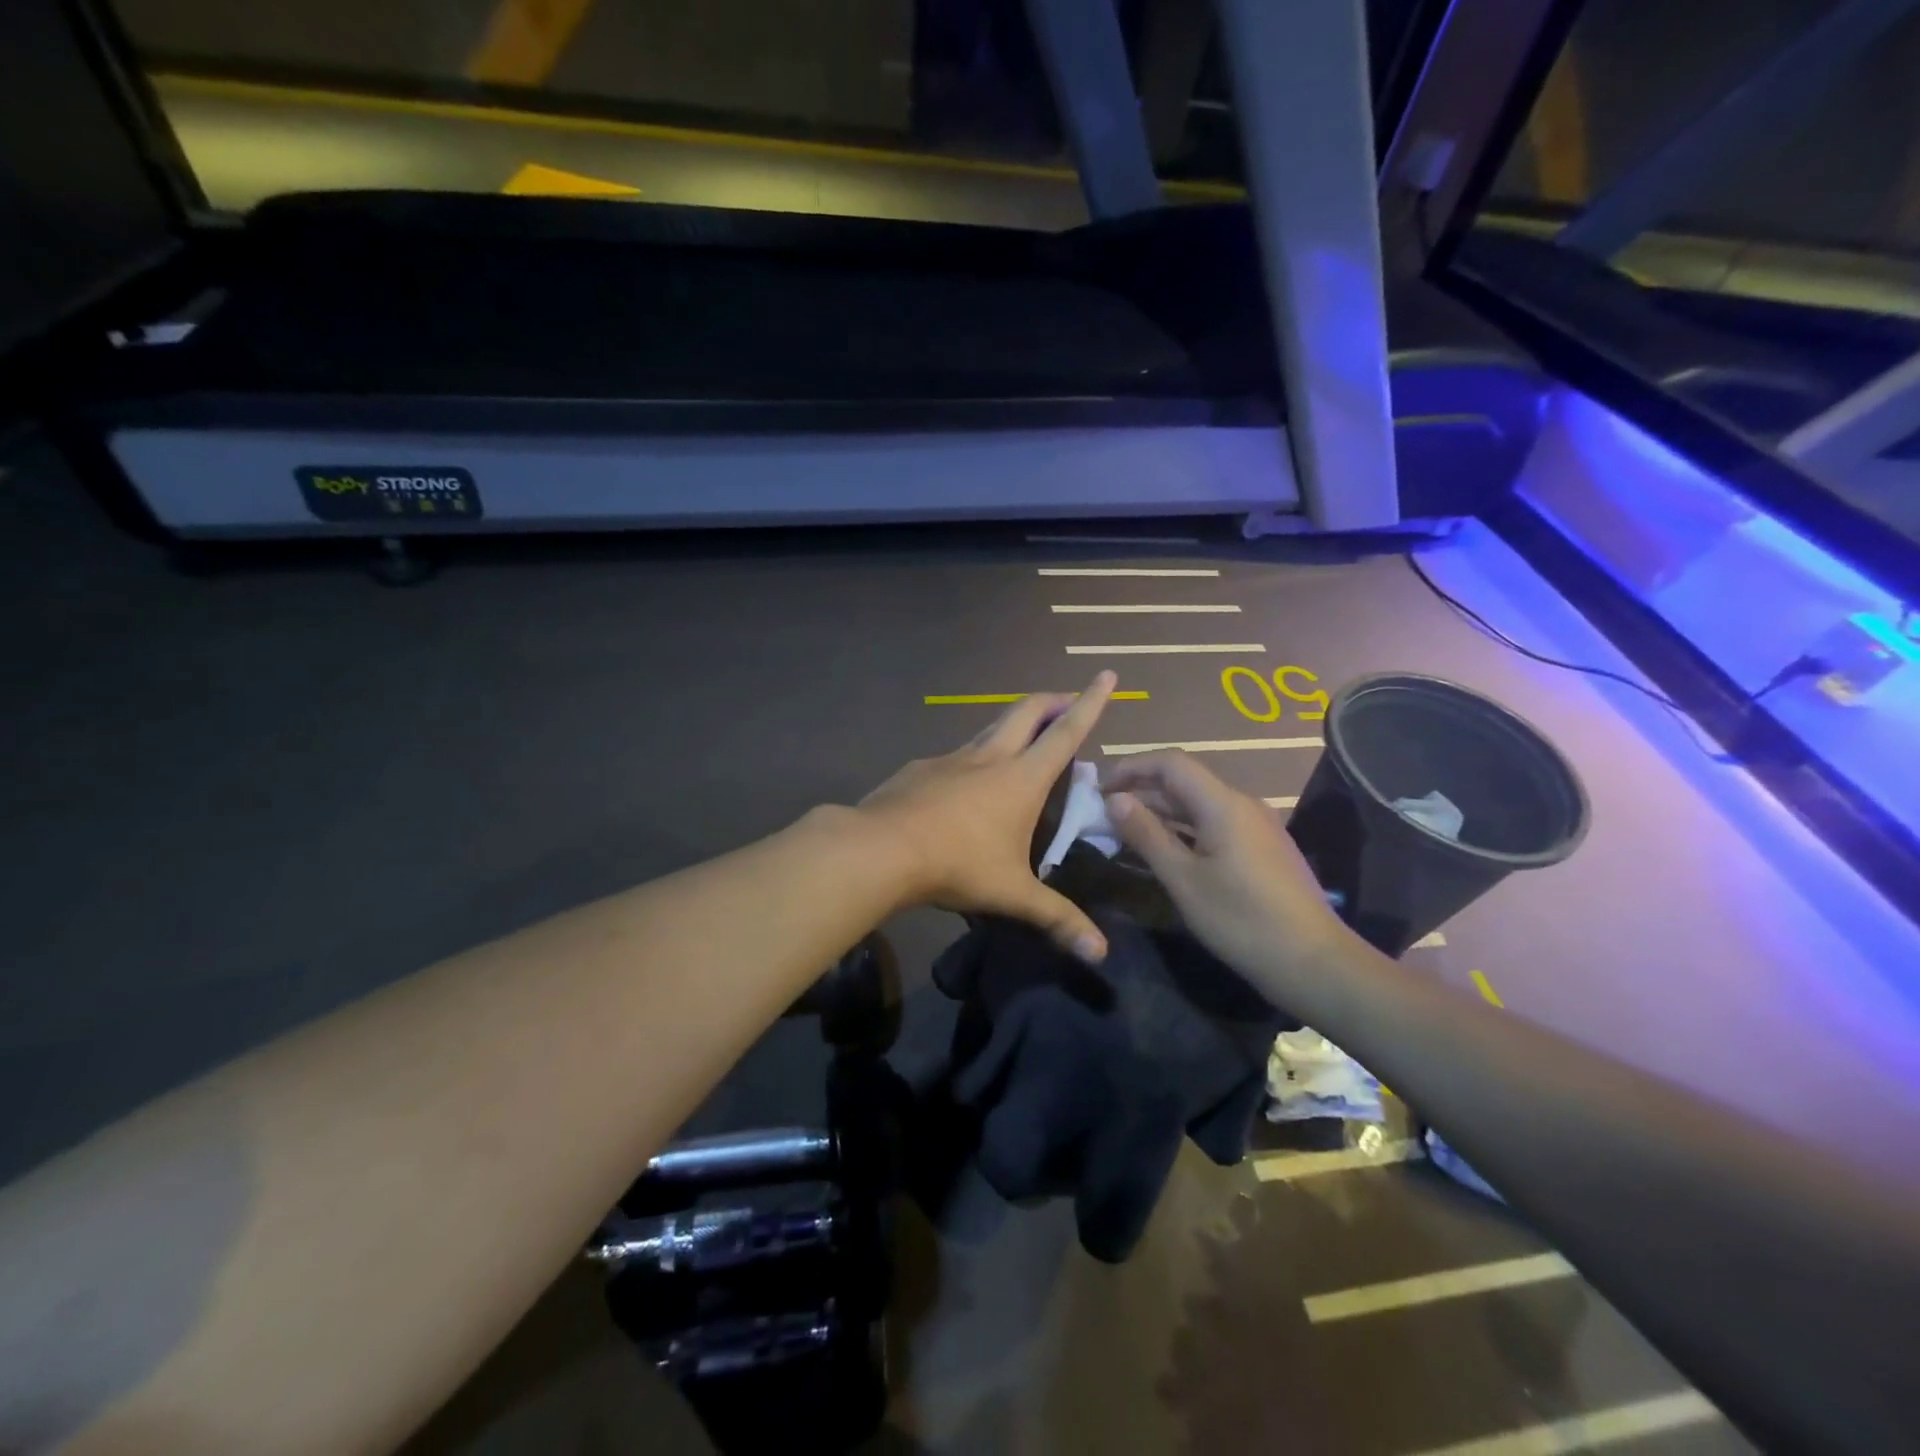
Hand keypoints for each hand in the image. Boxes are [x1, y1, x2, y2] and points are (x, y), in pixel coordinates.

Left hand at [858, 673, 1117, 962]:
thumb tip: (1101, 955)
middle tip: (1066, 700)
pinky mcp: (920, 769)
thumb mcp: (1012, 894)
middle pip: (1026, 712)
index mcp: (1022, 778)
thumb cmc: (957, 865)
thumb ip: (1057, 919)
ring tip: (1022, 738)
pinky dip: (971, 758)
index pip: (1066, 732)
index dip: (1090, 703)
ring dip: (1012, 725)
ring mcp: (950, 759)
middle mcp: (989, 758)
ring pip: (989, 728)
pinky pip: (954, 756)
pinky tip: (963, 783)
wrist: (880, 848)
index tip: (1106, 675)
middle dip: (1051, 701)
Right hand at [1101, 751, 1346, 1000]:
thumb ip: (1146, 834)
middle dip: (1141, 791)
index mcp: (1223, 803)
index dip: (1132, 768)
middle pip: (1184, 781)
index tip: (1099, 789)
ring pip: (1198, 805)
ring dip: (1160, 812)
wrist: (1314, 963)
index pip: (1171, 763)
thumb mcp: (1183, 879)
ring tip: (1123, 831)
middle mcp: (1242, 804)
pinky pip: (1214, 825)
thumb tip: (1115, 800)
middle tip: (1103, 812)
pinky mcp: (1261, 849)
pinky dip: (1183, 830)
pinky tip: (1162, 851)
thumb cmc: (1241, 920)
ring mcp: (1256, 826)